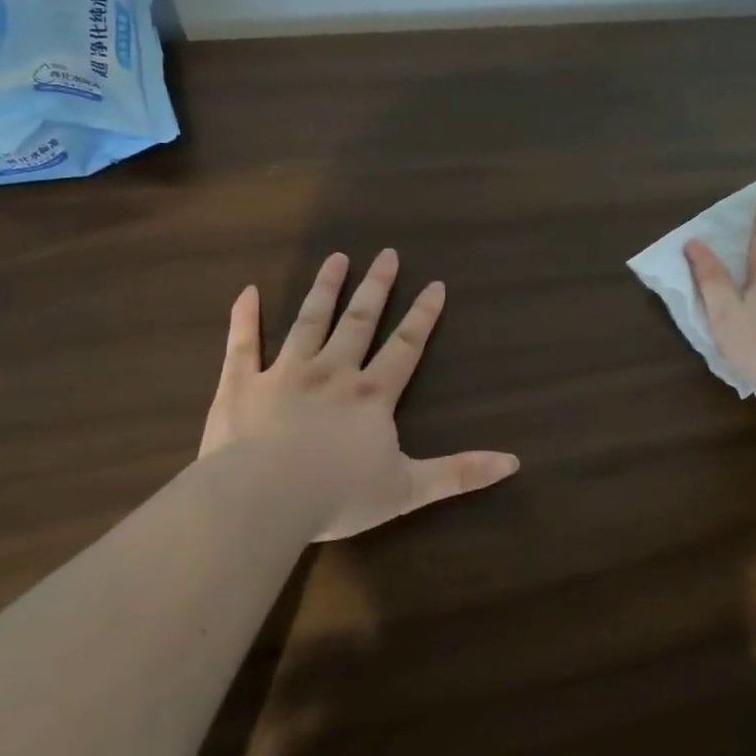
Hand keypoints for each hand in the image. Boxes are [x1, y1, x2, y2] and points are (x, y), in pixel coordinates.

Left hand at [199, 249, 519, 541]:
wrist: (262, 501)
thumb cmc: (337, 496)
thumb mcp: (408, 490)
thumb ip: (459, 473)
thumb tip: (513, 462)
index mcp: (371, 395)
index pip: (405, 346)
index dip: (423, 315)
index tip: (435, 284)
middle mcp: (332, 373)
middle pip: (359, 321)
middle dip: (376, 287)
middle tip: (387, 253)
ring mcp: (284, 374)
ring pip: (309, 321)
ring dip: (325, 288)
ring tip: (337, 258)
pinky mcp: (241, 385)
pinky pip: (243, 344)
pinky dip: (244, 318)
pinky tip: (248, 291)